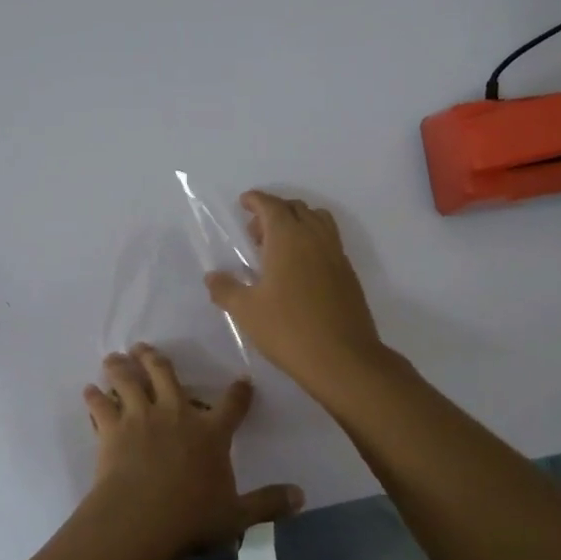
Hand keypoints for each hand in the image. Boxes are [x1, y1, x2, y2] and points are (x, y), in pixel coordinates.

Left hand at [82, 345, 302, 559]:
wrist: (140, 521)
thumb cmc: (191, 518)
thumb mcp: (238, 516)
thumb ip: (268, 503)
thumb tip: (302, 497)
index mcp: (211, 432)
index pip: (232, 404)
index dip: (239, 391)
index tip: (242, 381)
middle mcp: (176, 413)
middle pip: (166, 375)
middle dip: (156, 359)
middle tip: (145, 348)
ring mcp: (141, 417)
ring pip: (129, 380)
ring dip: (122, 366)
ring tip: (115, 357)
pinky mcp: (111, 429)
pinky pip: (100, 405)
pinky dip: (94, 396)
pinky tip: (89, 390)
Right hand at [205, 191, 386, 394]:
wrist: (343, 359)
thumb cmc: (288, 330)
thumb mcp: (246, 311)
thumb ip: (226, 290)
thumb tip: (212, 277)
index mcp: (288, 238)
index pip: (272, 205)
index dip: (256, 200)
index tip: (244, 202)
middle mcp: (315, 238)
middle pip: (297, 208)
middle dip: (275, 211)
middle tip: (255, 233)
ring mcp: (336, 255)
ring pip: (318, 221)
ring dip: (298, 223)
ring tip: (279, 248)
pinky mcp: (348, 274)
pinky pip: (329, 242)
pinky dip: (312, 241)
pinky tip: (299, 270)